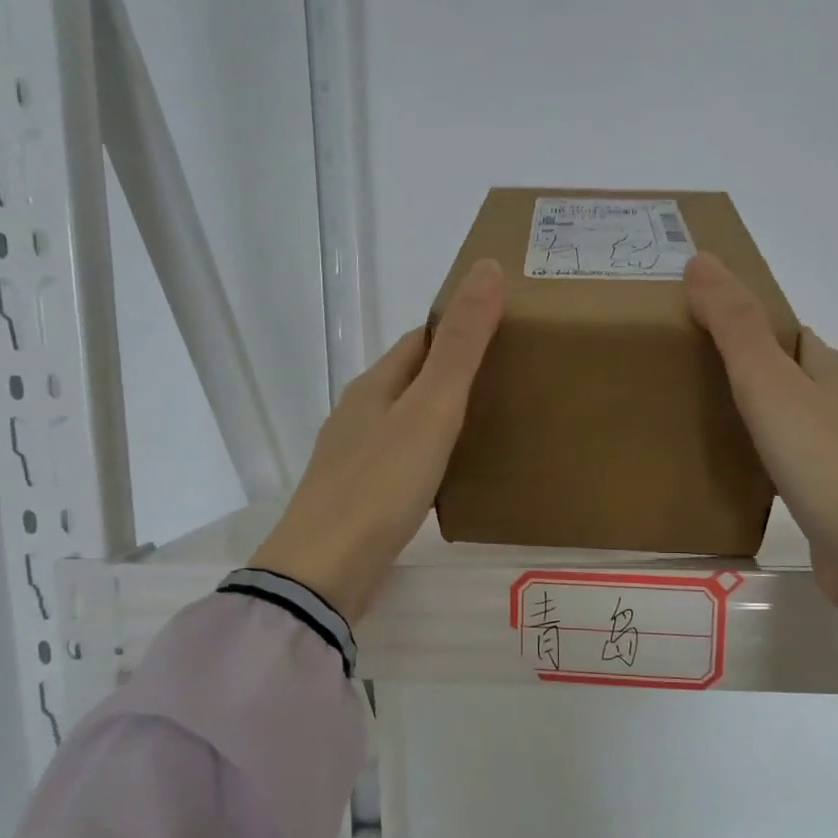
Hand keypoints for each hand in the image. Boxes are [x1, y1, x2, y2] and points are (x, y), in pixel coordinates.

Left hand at [250, 260, 505, 624]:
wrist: (325, 570)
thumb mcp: (431, 408)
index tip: (506, 334)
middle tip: (512, 383)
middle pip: (412, 380)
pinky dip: (431, 458)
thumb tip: (487, 267)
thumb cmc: (380, 483)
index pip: (420, 340)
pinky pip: (402, 462)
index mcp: (374, 386)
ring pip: (406, 423)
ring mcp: (355, 458)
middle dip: (455, 374)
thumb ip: (461, 344)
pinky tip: (453, 477)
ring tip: (493, 427)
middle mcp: (359, 415)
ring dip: (442, 418)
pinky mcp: (360, 498)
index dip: (459, 330)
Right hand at [684, 253, 837, 658]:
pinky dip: (759, 455)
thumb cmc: (824, 459)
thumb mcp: (769, 382)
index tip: (691, 328)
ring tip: (695, 418)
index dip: (743, 323)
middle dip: (740, 369)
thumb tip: (701, 260)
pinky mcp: (830, 496)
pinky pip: (786, 460)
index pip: (783, 332)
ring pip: (787, 418)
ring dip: (750, 413)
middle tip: (681, 374)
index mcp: (830, 368)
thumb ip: (735, 326)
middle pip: (785, 373)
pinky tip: (731, 470)